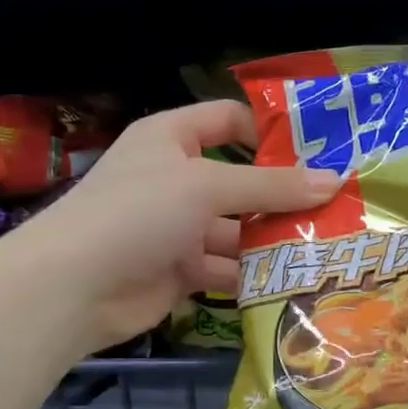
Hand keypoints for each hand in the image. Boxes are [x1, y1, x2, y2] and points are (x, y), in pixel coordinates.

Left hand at [39, 101, 338, 351]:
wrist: (71, 289)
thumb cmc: (138, 213)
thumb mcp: (208, 187)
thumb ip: (272, 187)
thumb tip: (335, 180)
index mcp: (171, 138)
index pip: (227, 120)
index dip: (269, 131)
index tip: (318, 151)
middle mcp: (175, 178)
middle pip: (240, 180)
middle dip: (282, 196)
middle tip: (336, 209)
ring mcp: (176, 226)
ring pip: (236, 228)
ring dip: (272, 239)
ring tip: (325, 248)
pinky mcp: (178, 269)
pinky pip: (225, 266)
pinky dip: (252, 274)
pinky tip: (292, 280)